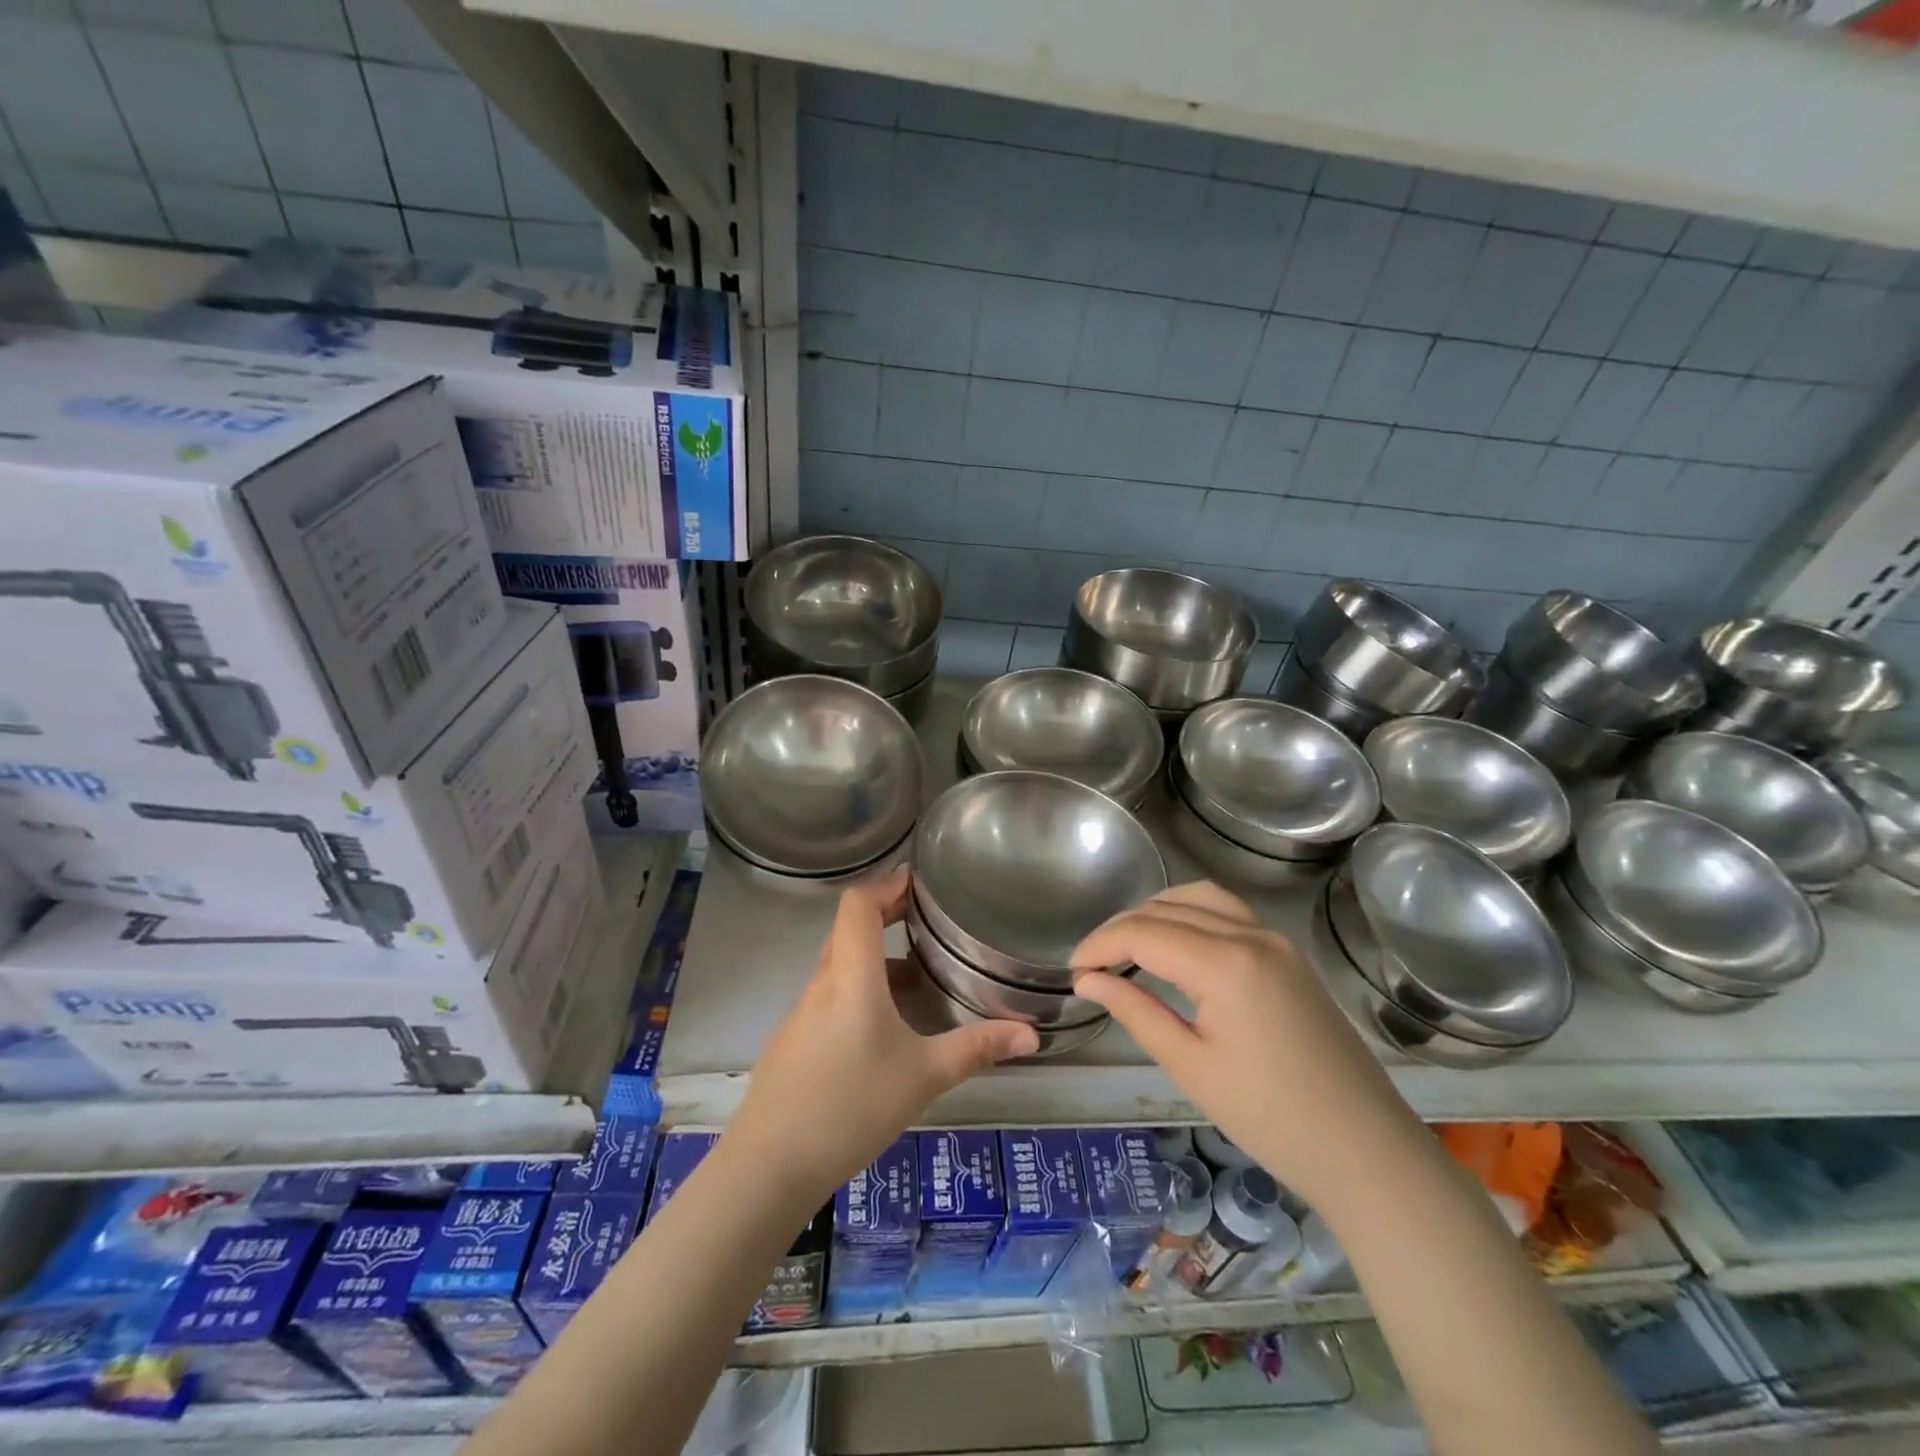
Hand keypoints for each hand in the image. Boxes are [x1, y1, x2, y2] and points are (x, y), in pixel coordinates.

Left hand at [729, 867, 1037, 1204]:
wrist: (769, 1166)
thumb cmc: (851, 1107)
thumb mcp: (923, 1076)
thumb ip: (977, 1049)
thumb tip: (1032, 1035)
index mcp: (851, 976)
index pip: (857, 905)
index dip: (886, 885)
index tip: (918, 883)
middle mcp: (822, 983)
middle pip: (848, 929)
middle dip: (885, 915)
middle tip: (925, 919)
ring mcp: (802, 1013)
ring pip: (840, 965)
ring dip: (875, 957)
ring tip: (917, 973)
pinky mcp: (793, 1041)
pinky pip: (830, 995)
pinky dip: (859, 989)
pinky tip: (885, 1027)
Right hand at [1071, 881, 1423, 1212]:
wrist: (1365, 1150)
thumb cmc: (1270, 1118)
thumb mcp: (1190, 1065)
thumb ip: (1134, 1011)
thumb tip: (1087, 980)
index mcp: (1225, 963)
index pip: (1143, 932)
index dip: (1099, 945)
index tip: (1072, 972)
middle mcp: (1251, 934)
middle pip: (1168, 907)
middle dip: (1122, 928)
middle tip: (1093, 964)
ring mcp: (1275, 939)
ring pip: (1200, 897)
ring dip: (1156, 911)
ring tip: (1127, 946)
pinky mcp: (1289, 953)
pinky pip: (1228, 911)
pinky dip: (1191, 914)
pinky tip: (1175, 944)